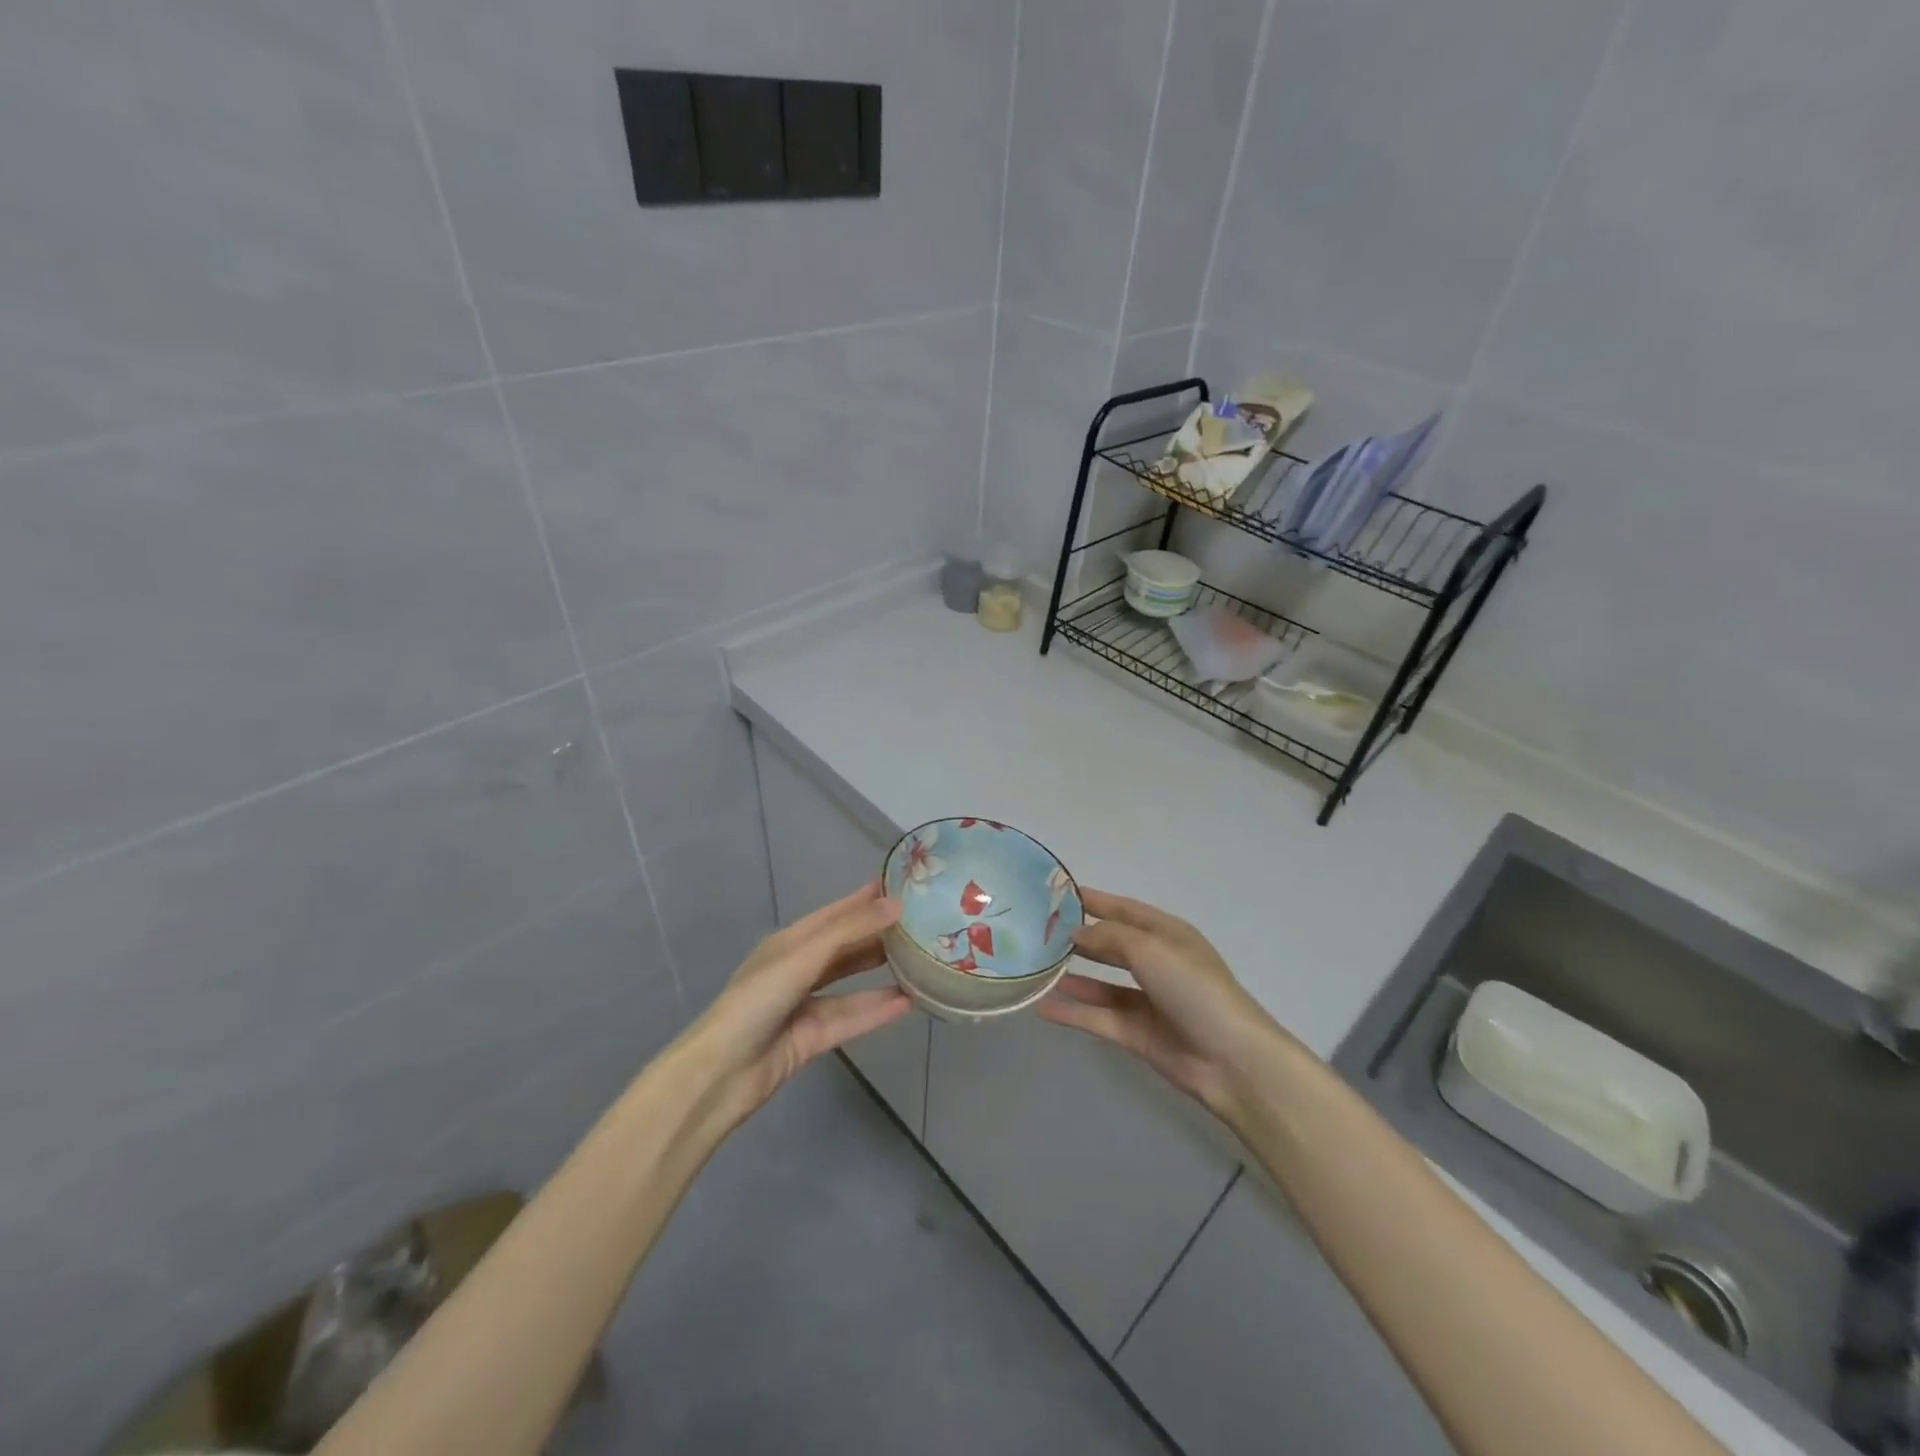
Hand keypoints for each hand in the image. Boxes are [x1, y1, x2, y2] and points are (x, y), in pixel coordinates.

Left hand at [684, 882, 910, 1129]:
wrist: (721, 1073)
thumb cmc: (757, 1001)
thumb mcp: (803, 956)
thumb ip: (850, 931)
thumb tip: (896, 905)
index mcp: (789, 942)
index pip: (834, 913)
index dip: (864, 900)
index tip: (900, 886)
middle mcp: (798, 968)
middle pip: (845, 947)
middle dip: (878, 934)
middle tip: (920, 924)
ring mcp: (804, 1005)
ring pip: (851, 984)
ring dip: (881, 973)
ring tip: (921, 961)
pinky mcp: (812, 1037)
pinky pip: (851, 1017)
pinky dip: (877, 1009)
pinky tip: (909, 1002)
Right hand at [1037, 888, 1292, 1124]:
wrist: (1231, 1060)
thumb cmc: (1195, 989)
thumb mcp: (1151, 949)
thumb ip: (1110, 937)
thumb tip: (1076, 933)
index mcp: (1167, 935)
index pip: (1124, 909)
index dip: (1094, 900)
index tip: (1058, 894)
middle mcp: (1156, 963)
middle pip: (1111, 945)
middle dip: (1079, 937)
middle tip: (1038, 931)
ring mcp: (1147, 1001)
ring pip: (1101, 983)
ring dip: (1072, 975)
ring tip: (1036, 967)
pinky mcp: (1138, 1034)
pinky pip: (1098, 1017)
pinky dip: (1073, 1012)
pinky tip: (1043, 1007)